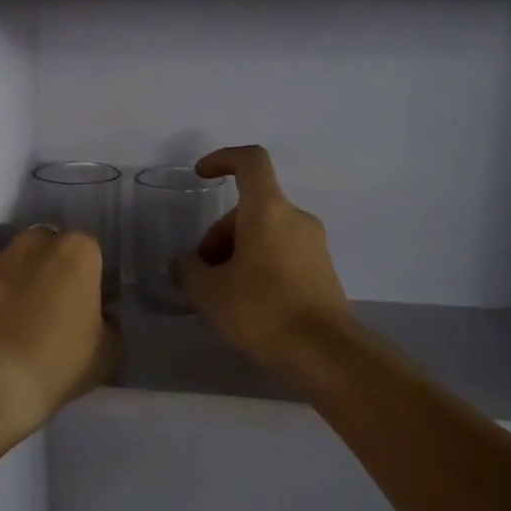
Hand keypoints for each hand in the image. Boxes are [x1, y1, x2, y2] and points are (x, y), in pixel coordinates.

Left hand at [0, 226, 118, 435]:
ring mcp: (1, 260)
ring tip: (31, 315)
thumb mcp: (107, 350)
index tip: (91, 302)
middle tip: (62, 304)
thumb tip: (99, 320)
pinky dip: (3, 295)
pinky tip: (7, 324)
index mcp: (78, 251)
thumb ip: (108, 325)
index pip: (92, 252)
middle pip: (53, 246)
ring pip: (22, 260)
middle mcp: (38, 243)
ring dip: (28, 277)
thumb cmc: (59, 361)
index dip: (92, 277)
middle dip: (57, 267)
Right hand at [178, 145, 354, 374]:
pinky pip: (282, 252)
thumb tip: (186, 262)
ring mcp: (313, 243)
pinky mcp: (322, 269)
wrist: (324, 352)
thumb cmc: (262, 310)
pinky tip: (247, 302)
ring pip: (265, 232)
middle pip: (250, 208)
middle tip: (201, 274)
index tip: (201, 175)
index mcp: (267, 209)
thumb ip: (189, 269)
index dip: (223, 159)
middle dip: (219, 234)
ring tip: (221, 294)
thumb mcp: (209, 291)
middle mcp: (295, 217)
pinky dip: (259, 264)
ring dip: (237, 252)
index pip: (250, 161)